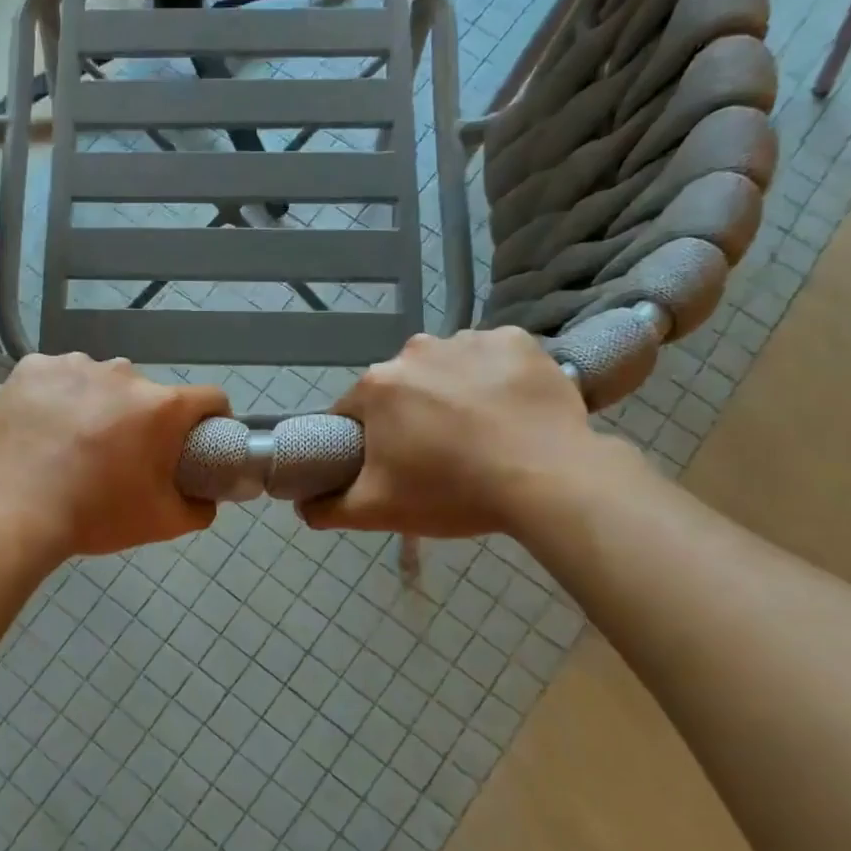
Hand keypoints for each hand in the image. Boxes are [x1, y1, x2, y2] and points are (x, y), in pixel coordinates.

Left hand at [0, 353, 228, 558]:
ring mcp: (74, 365)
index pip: (209, 398)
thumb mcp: (160, 523)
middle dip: (141, 418)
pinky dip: (55, 394)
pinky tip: (42, 424)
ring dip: (97, 402)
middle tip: (119, 453)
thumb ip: (198, 509)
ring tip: (73, 439)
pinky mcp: (32, 367)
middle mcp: (123, 373)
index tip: (197, 438)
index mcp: (161, 406)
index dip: (211, 419)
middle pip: (146, 393)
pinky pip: (56, 375)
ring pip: (99, 380)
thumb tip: (207, 498)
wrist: (13, 512)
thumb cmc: (94, 515)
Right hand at [300, 328, 631, 537]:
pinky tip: (510, 411)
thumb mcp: (378, 511)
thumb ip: (328, 508)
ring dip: (452, 393)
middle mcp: (415, 350)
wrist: (549, 480)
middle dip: (409, 415)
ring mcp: (469, 340)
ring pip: (447, 369)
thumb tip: (301, 506)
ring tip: (479, 433)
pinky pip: (493, 358)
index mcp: (377, 386)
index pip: (352, 411)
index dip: (363, 439)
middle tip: (436, 455)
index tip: (385, 464)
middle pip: (400, 387)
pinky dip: (495, 379)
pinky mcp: (517, 341)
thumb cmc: (452, 491)